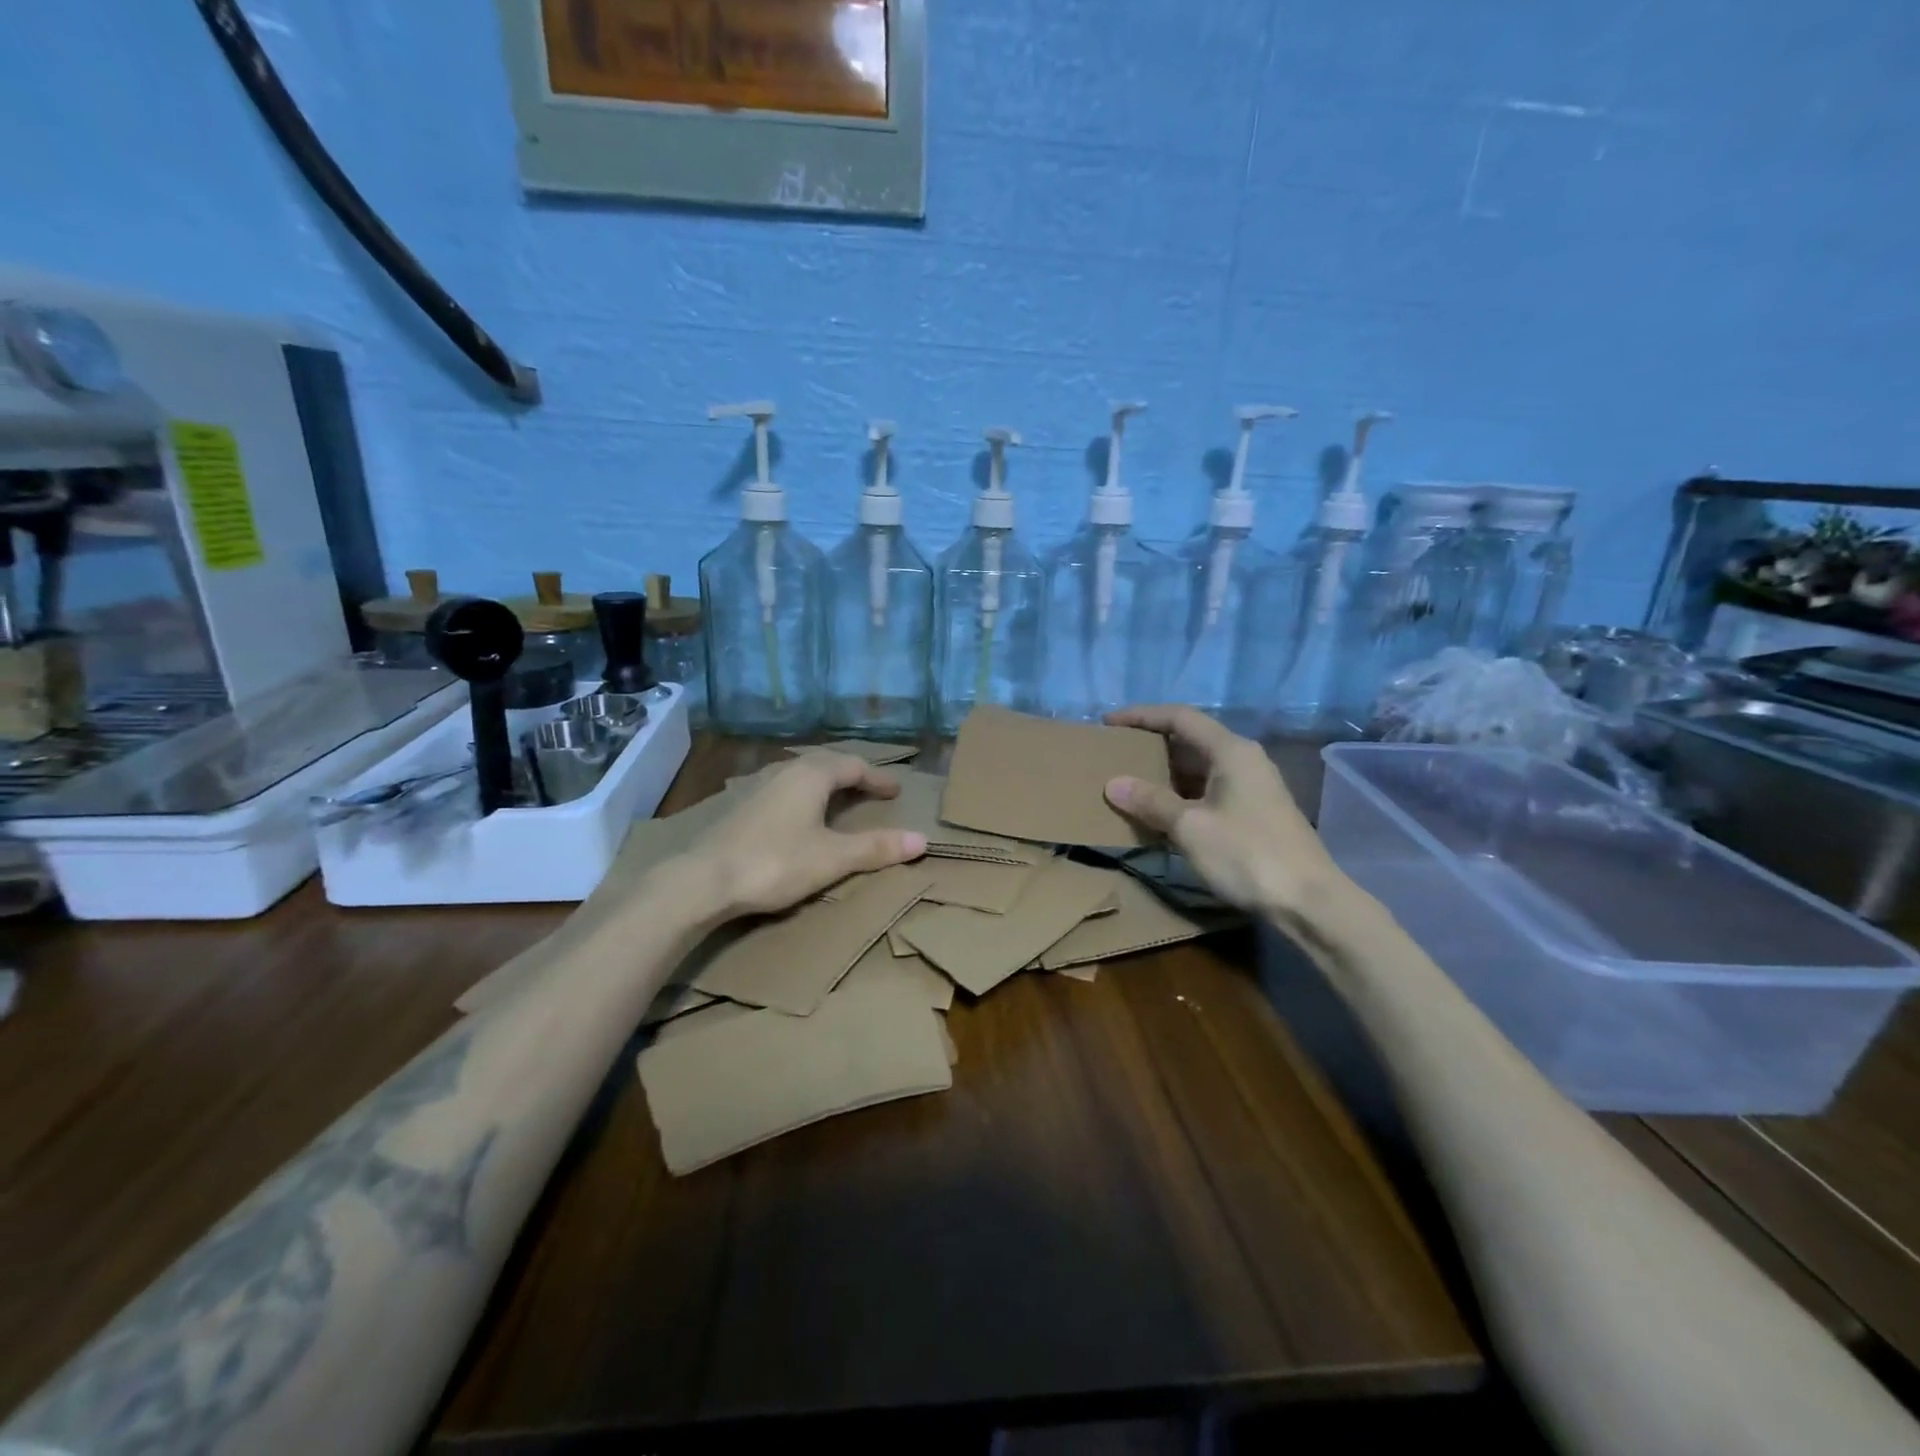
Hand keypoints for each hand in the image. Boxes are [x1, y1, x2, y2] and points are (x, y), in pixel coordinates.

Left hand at [685, 753, 927, 918]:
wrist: (703, 880)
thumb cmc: (776, 863)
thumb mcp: (833, 858)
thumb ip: (876, 847)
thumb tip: (922, 840)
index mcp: (812, 775)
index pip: (854, 766)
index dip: (878, 778)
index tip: (896, 791)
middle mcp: (786, 771)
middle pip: (827, 764)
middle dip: (852, 775)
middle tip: (871, 789)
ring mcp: (759, 786)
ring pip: (802, 774)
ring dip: (825, 782)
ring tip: (839, 798)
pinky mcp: (741, 806)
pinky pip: (784, 788)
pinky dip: (804, 794)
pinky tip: (799, 814)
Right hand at [1102, 706, 1341, 918]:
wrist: (1308, 902)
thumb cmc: (1247, 855)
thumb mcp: (1190, 827)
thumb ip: (1151, 801)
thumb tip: (1113, 784)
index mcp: (1231, 751)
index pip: (1179, 718)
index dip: (1141, 716)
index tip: (1108, 723)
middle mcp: (1243, 760)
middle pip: (1190, 739)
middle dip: (1151, 745)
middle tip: (1114, 754)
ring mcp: (1251, 787)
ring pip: (1198, 768)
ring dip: (1164, 774)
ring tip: (1129, 783)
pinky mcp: (1253, 813)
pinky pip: (1207, 791)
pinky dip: (1180, 795)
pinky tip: (1158, 813)